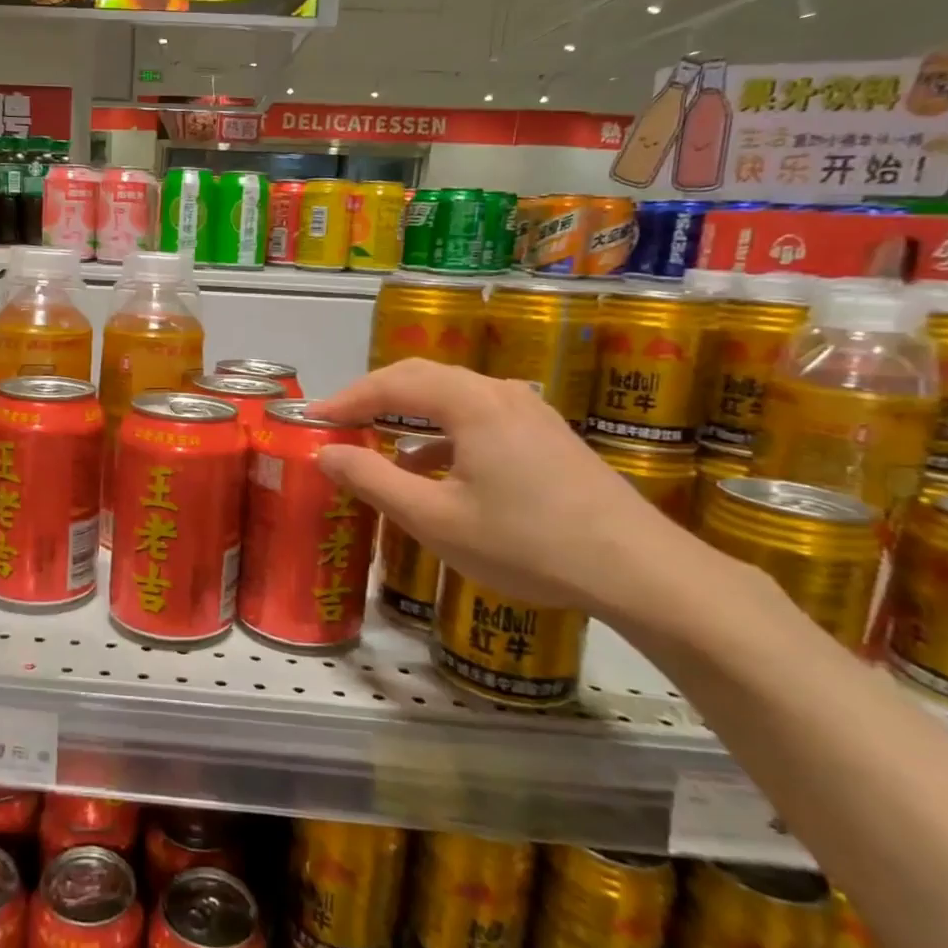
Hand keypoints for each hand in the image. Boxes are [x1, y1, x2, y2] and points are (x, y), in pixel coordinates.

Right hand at [309, 360, 705, 624]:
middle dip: (374, 398)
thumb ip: (373, 480)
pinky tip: (434, 470)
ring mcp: (530, 412)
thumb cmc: (526, 543)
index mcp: (470, 403)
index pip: (391, 383)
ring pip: (453, 397)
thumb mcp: (435, 519)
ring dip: (408, 415)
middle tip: (337, 424)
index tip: (310, 421)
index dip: (345, 399)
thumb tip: (324, 452)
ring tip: (377, 444)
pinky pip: (479, 418)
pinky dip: (442, 433)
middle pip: (423, 378)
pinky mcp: (547, 436)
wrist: (638, 570)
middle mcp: (500, 393)